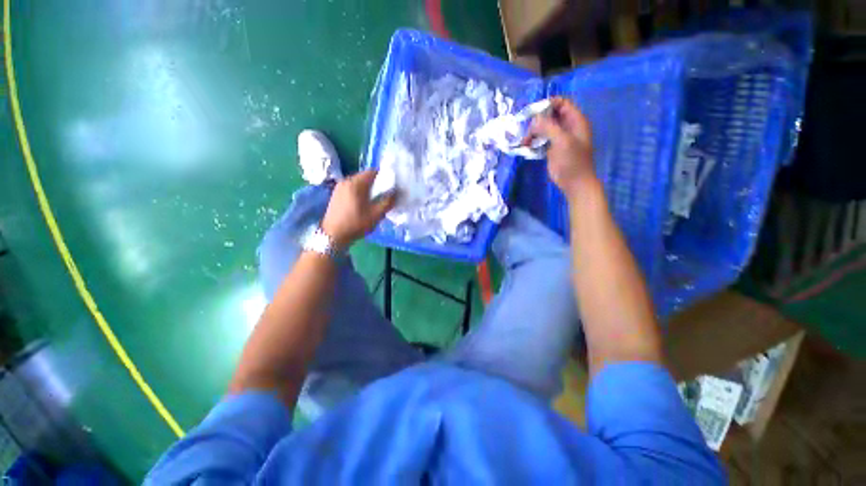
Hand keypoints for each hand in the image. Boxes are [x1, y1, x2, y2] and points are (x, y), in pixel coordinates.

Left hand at [321, 170, 395, 249]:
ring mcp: (339, 188)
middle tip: (385, 195)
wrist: (333, 236)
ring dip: (368, 189)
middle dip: (377, 184)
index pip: (373, 172)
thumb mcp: (376, 214)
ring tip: (375, 201)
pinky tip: (364, 204)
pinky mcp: (336, 195)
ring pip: (359, 183)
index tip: (392, 187)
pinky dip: (360, 193)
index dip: (385, 177)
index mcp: (355, 183)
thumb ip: (388, 202)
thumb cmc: (356, 224)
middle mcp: (346, 181)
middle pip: (366, 177)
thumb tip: (397, 192)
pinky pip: (352, 189)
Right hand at [528, 97, 596, 198]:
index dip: (548, 105)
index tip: (533, 113)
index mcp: (575, 121)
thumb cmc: (572, 161)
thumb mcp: (562, 141)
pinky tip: (526, 147)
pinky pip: (541, 139)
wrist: (574, 183)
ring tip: (525, 142)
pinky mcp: (552, 148)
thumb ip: (549, 127)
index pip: (562, 103)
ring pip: (543, 128)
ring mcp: (559, 138)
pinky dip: (533, 141)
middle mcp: (567, 126)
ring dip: (533, 133)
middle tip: (528, 131)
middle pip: (550, 115)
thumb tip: (534, 119)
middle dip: (537, 121)